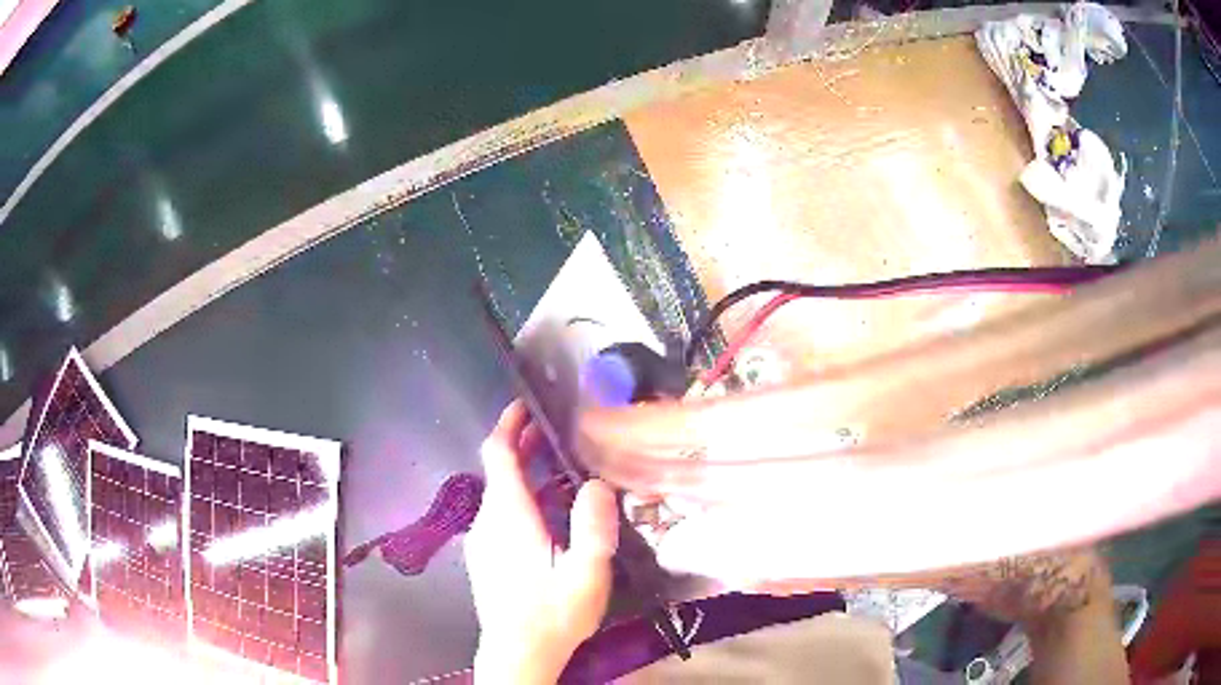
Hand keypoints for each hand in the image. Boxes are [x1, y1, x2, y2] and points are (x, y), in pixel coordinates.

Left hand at [465, 401, 619, 683]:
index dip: (509, 425)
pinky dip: (521, 499)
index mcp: (508, 517)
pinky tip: (550, 515)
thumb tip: (597, 483)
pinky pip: (499, 515)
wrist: (517, 654)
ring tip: (562, 471)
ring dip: (525, 475)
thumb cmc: (553, 615)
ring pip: (499, 494)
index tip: (527, 406)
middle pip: (498, 471)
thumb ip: (593, 527)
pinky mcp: (484, 557)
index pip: (497, 455)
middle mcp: (487, 521)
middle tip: (558, 435)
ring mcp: (481, 541)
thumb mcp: (586, 574)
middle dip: (523, 447)